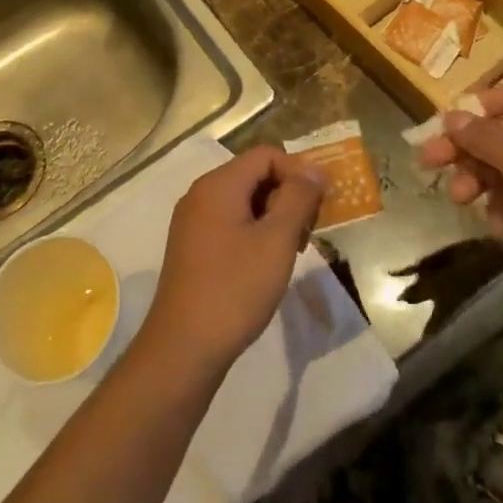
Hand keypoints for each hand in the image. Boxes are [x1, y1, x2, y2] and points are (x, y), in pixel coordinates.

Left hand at [139, 146, 324, 376]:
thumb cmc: (235, 289)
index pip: (266, 155)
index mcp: (218, 185)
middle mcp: (201, 195)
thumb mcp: (276, 241)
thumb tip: (314, 168)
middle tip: (308, 234)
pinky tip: (267, 265)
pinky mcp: (193, 247)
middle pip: (255, 176)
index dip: (298, 173)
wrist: (184, 348)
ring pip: (245, 201)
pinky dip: (255, 233)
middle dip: (288, 197)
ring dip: (274, 218)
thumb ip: (298, 198)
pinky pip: (231, 223)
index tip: (318, 208)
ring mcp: (193, 222)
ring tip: (291, 253)